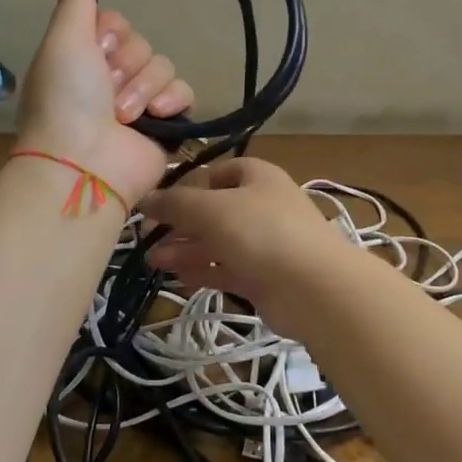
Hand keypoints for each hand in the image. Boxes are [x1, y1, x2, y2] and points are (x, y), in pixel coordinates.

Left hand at [16, 0, 193, 204]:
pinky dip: (171, 101)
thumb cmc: (66, 99)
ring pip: (163, 65)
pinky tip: (154, 116)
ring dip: (143, 87)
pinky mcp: (167, 123)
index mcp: (85, 56)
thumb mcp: (65, 39)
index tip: (96, 51)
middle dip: (126, 65)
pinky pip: (184, 91)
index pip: (116, 23)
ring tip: (123, 116)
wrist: (83, 163)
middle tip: (106, 91)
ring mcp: (140, 101)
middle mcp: (112, 76)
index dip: (110, 35)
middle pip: (142, 43)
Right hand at [142, 158, 347, 311]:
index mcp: (257, 176)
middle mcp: (262, 205)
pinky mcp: (264, 277)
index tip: (159, 203)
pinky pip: (226, 269)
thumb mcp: (211, 208)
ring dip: (185, 249)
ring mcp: (265, 243)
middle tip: (146, 238)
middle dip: (180, 223)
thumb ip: (174, 203)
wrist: (315, 288)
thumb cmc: (262, 232)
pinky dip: (203, 271)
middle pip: (214, 210)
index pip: (217, 172)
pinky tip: (176, 278)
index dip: (187, 185)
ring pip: (218, 242)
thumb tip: (146, 199)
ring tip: (152, 261)